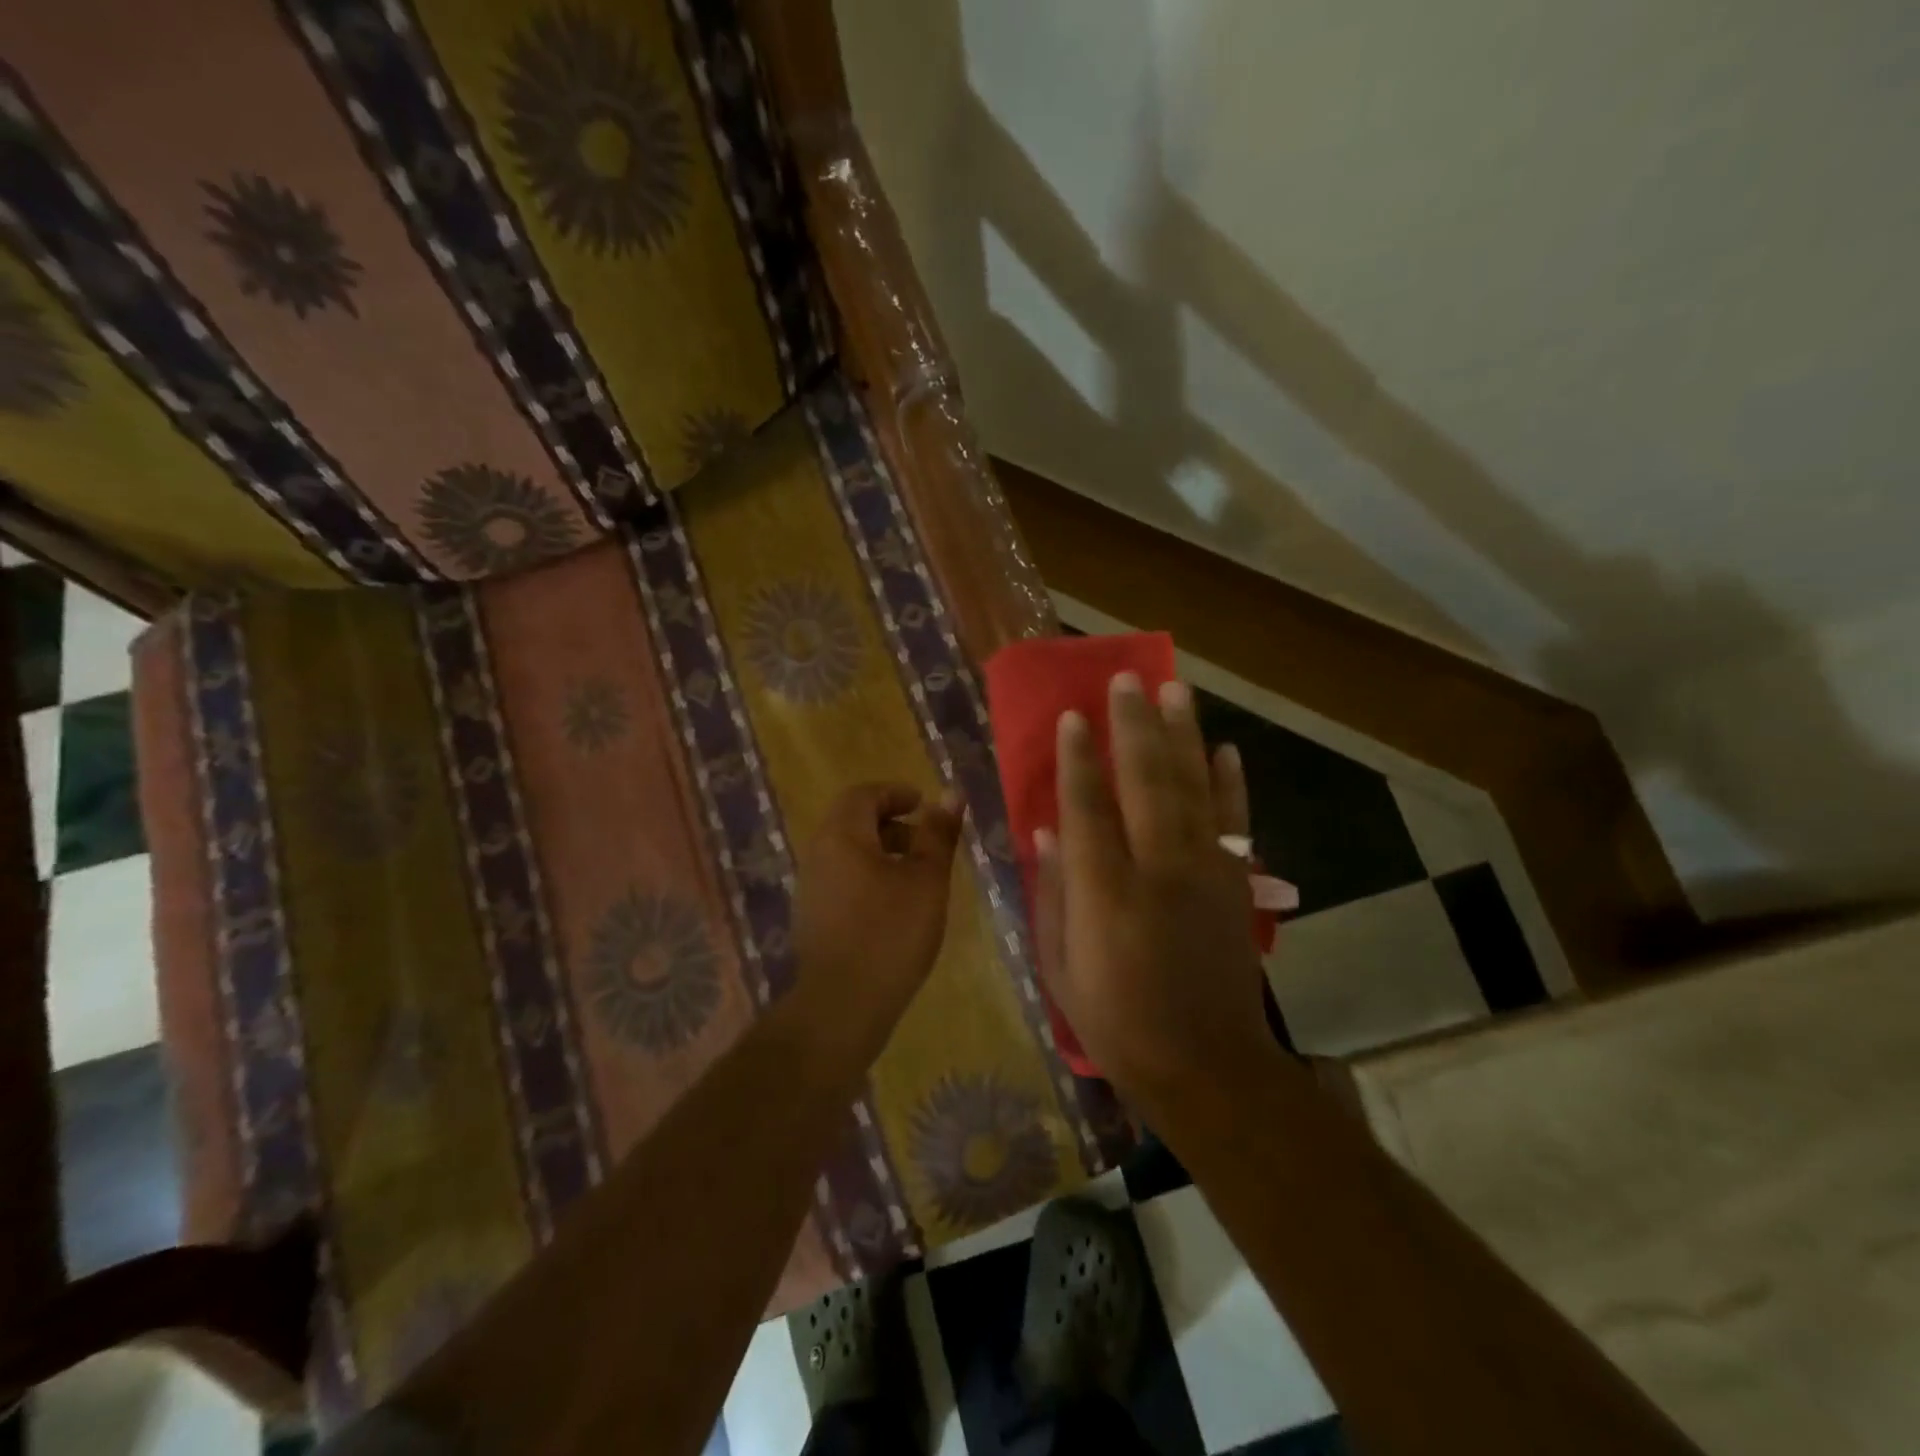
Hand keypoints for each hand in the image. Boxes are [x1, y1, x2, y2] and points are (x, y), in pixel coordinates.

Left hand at [793, 783, 964, 1043]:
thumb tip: (951, 794)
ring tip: (916, 876)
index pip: (863, 794)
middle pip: (852, 821)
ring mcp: (810, 887)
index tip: (924, 805)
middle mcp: (818, 854)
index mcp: (842, 836)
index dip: (896, 793)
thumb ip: (938, 834)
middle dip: (891, 822)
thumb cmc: (890, 933)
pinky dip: (868, 876)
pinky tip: (894, 906)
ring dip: (881, 851)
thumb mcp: (926, 879)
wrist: (842, 1005)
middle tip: (925, 841)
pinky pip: (841, 878)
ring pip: (847, 852)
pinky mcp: (812, 917)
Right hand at [1034, 673, 1272, 1101]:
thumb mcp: (1060, 968)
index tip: (1072, 716)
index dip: (1078, 758)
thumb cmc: (1118, 1022)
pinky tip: (1226, 749)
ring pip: (1193, 789)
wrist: (1207, 1067)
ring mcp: (1205, 874)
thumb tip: (1045, 833)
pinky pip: (1235, 823)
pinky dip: (1231, 783)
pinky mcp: (1236, 885)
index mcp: (1105, 893)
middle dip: (1135, 726)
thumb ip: (1052, 895)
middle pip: (1146, 782)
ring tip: (1176, 691)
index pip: (1087, 808)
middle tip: (1127, 679)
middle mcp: (1158, 870)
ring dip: (1184, 736)